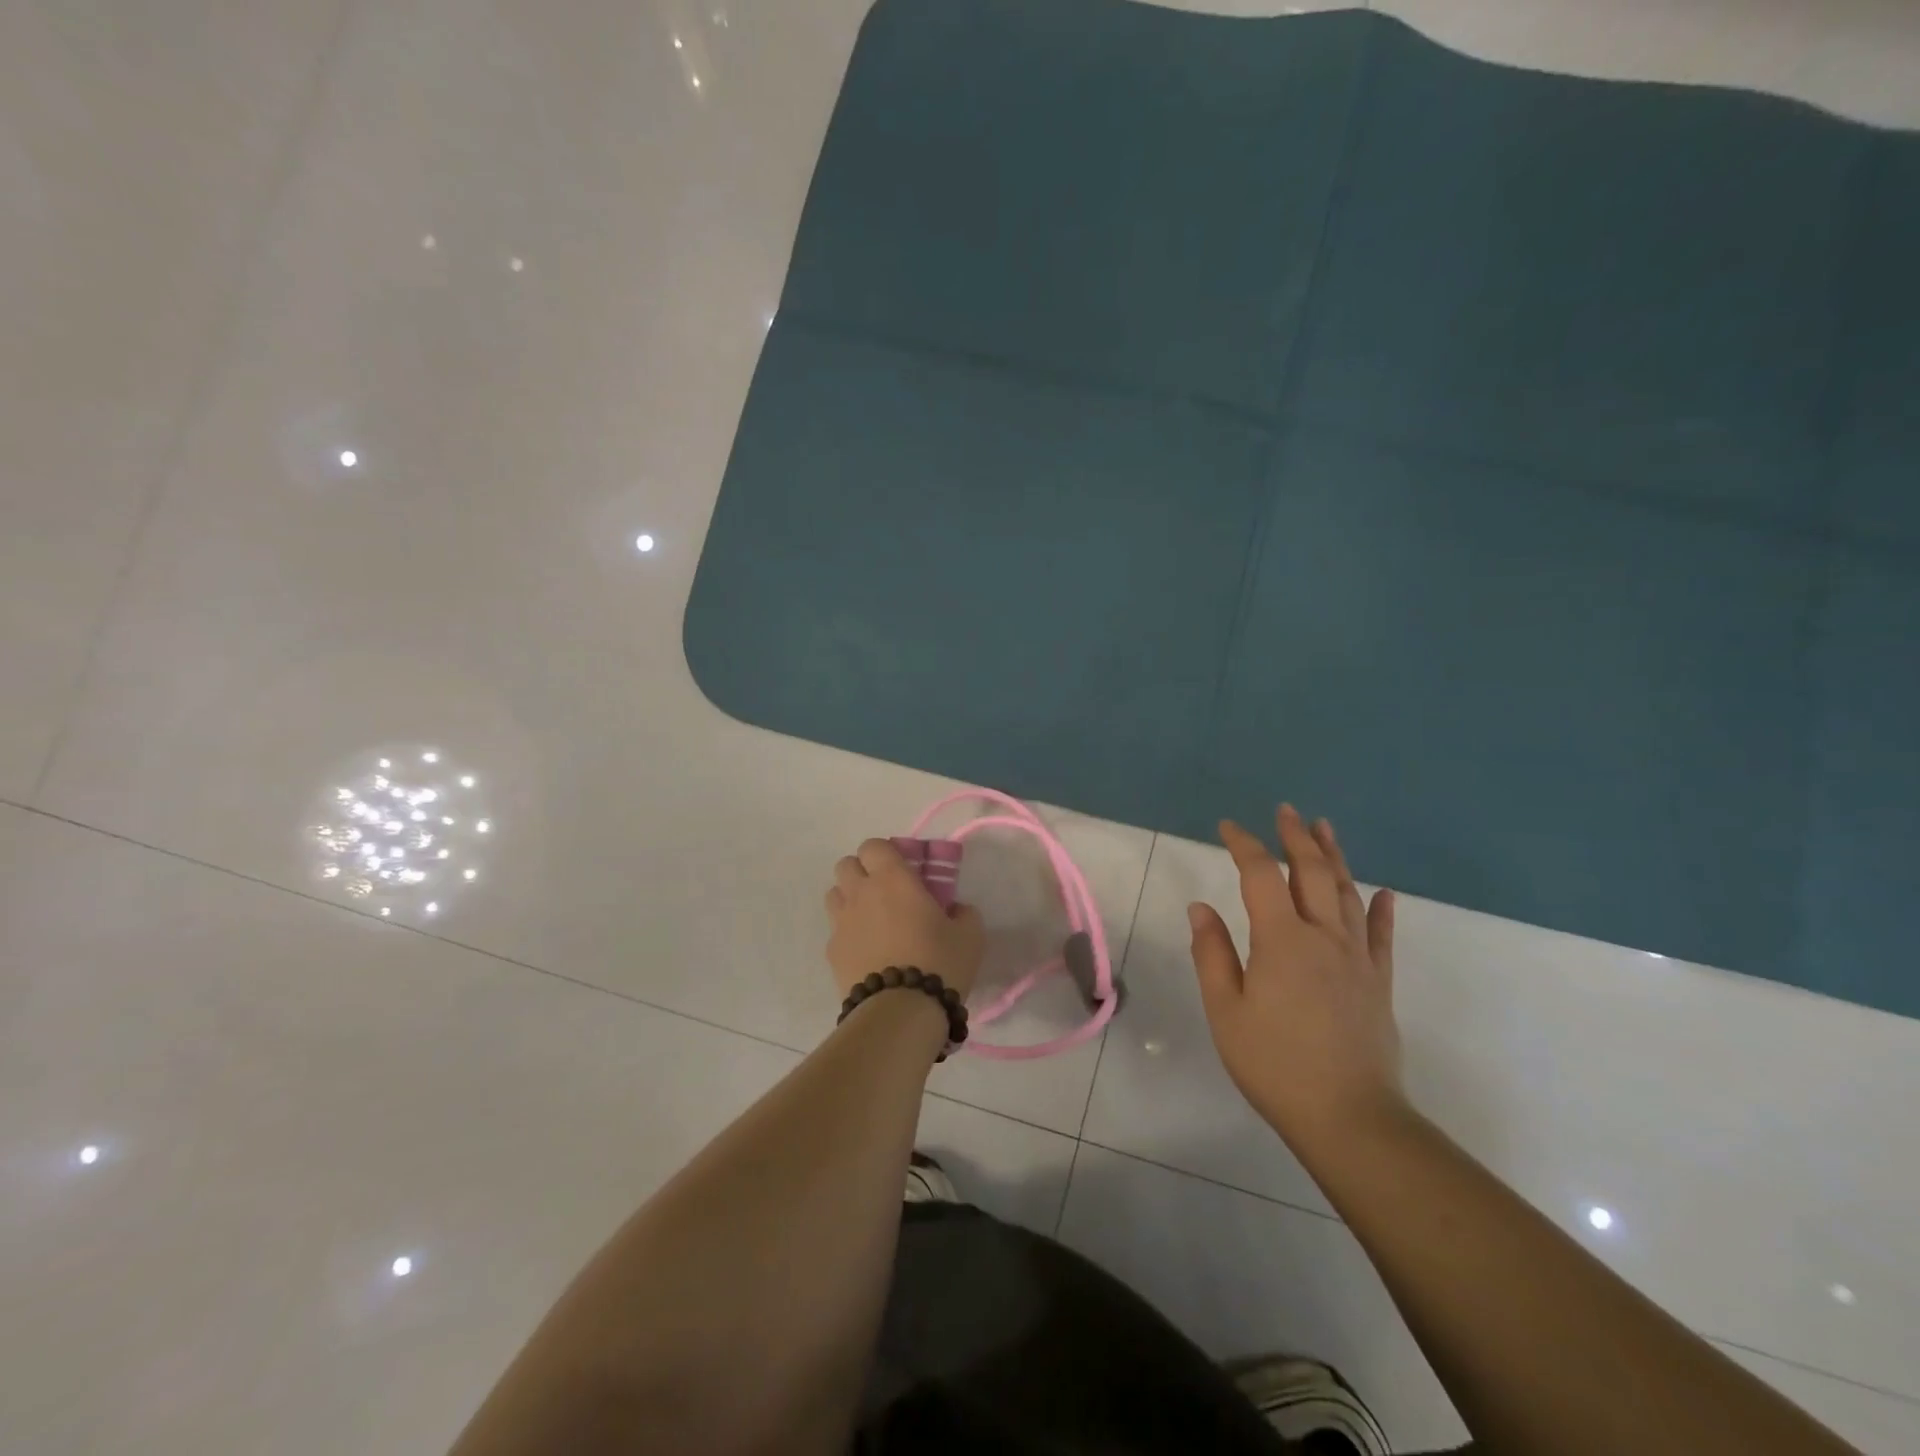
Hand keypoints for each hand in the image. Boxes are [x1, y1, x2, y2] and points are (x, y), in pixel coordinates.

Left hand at [825, 839, 984, 999]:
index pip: (874, 845)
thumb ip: (963, 912)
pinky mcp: (831, 952)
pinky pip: (835, 931)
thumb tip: (955, 910)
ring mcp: (841, 923)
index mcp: (892, 878)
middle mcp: (861, 893)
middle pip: (846, 865)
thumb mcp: (970, 934)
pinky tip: (867, 952)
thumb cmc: (939, 962)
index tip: (904, 869)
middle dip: (863, 872)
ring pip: (834, 894)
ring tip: (872, 920)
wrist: (901, 1012)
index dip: (886, 853)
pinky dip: (848, 934)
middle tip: (886, 892)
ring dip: (850, 899)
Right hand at [1188, 805, 1406, 1150]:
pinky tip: (1382, 892)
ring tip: (1324, 828)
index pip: (1261, 875)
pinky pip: (1382, 935)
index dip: (1243, 845)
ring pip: (1347, 893)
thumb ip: (1213, 954)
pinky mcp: (1378, 983)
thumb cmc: (1275, 1064)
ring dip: (1334, 857)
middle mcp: (1324, 937)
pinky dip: (1381, 909)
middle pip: (1312, 872)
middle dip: (1296, 837)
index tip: (1227, 826)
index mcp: (1282, 940)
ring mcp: (1357, 959)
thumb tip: (1201, 907)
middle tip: (1286, 811)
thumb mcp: (1226, 1011)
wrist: (1350, 1118)